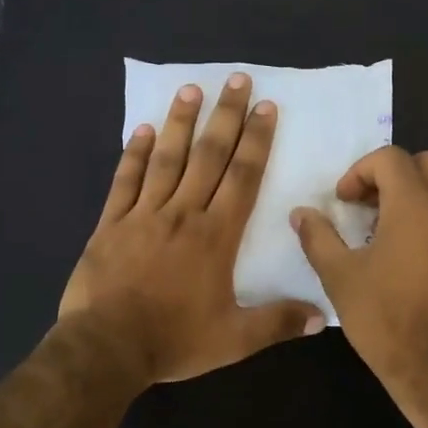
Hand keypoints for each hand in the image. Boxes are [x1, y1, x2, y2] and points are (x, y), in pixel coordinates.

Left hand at [60, 74, 324, 384]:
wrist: (107, 346)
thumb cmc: (174, 340)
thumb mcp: (234, 339)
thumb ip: (277, 322)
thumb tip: (320, 315)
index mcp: (215, 236)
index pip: (242, 177)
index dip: (256, 140)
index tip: (266, 108)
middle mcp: (182, 214)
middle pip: (208, 156)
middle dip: (226, 116)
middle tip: (236, 80)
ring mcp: (143, 215)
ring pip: (166, 159)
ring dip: (180, 123)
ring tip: (191, 89)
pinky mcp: (110, 224)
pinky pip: (125, 181)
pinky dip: (134, 154)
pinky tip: (142, 130)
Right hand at [291, 147, 427, 395]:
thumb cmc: (385, 319)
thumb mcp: (340, 277)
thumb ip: (318, 238)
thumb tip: (301, 213)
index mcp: (415, 207)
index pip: (391, 159)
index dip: (360, 171)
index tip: (342, 201)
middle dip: (395, 171)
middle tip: (368, 202)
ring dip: (413, 194)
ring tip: (381, 230)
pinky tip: (403, 255)